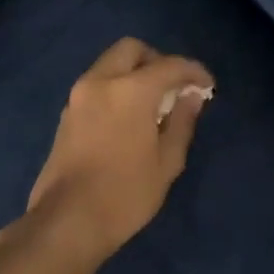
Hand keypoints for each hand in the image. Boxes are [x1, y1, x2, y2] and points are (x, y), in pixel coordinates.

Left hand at [24, 38, 213, 267]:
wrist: (66, 223)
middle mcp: (101, 82)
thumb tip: (191, 97)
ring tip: (153, 104)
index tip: (207, 86)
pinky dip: (116, 87)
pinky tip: (129, 117)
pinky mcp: (67, 113)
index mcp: (130, 90)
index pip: (169, 65)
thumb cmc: (124, 194)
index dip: (193, 72)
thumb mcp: (166, 162)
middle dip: (157, 60)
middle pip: (132, 49)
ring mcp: (79, 96)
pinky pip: (97, 83)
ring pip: (110, 64)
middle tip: (173, 87)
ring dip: (134, 72)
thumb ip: (182, 122)